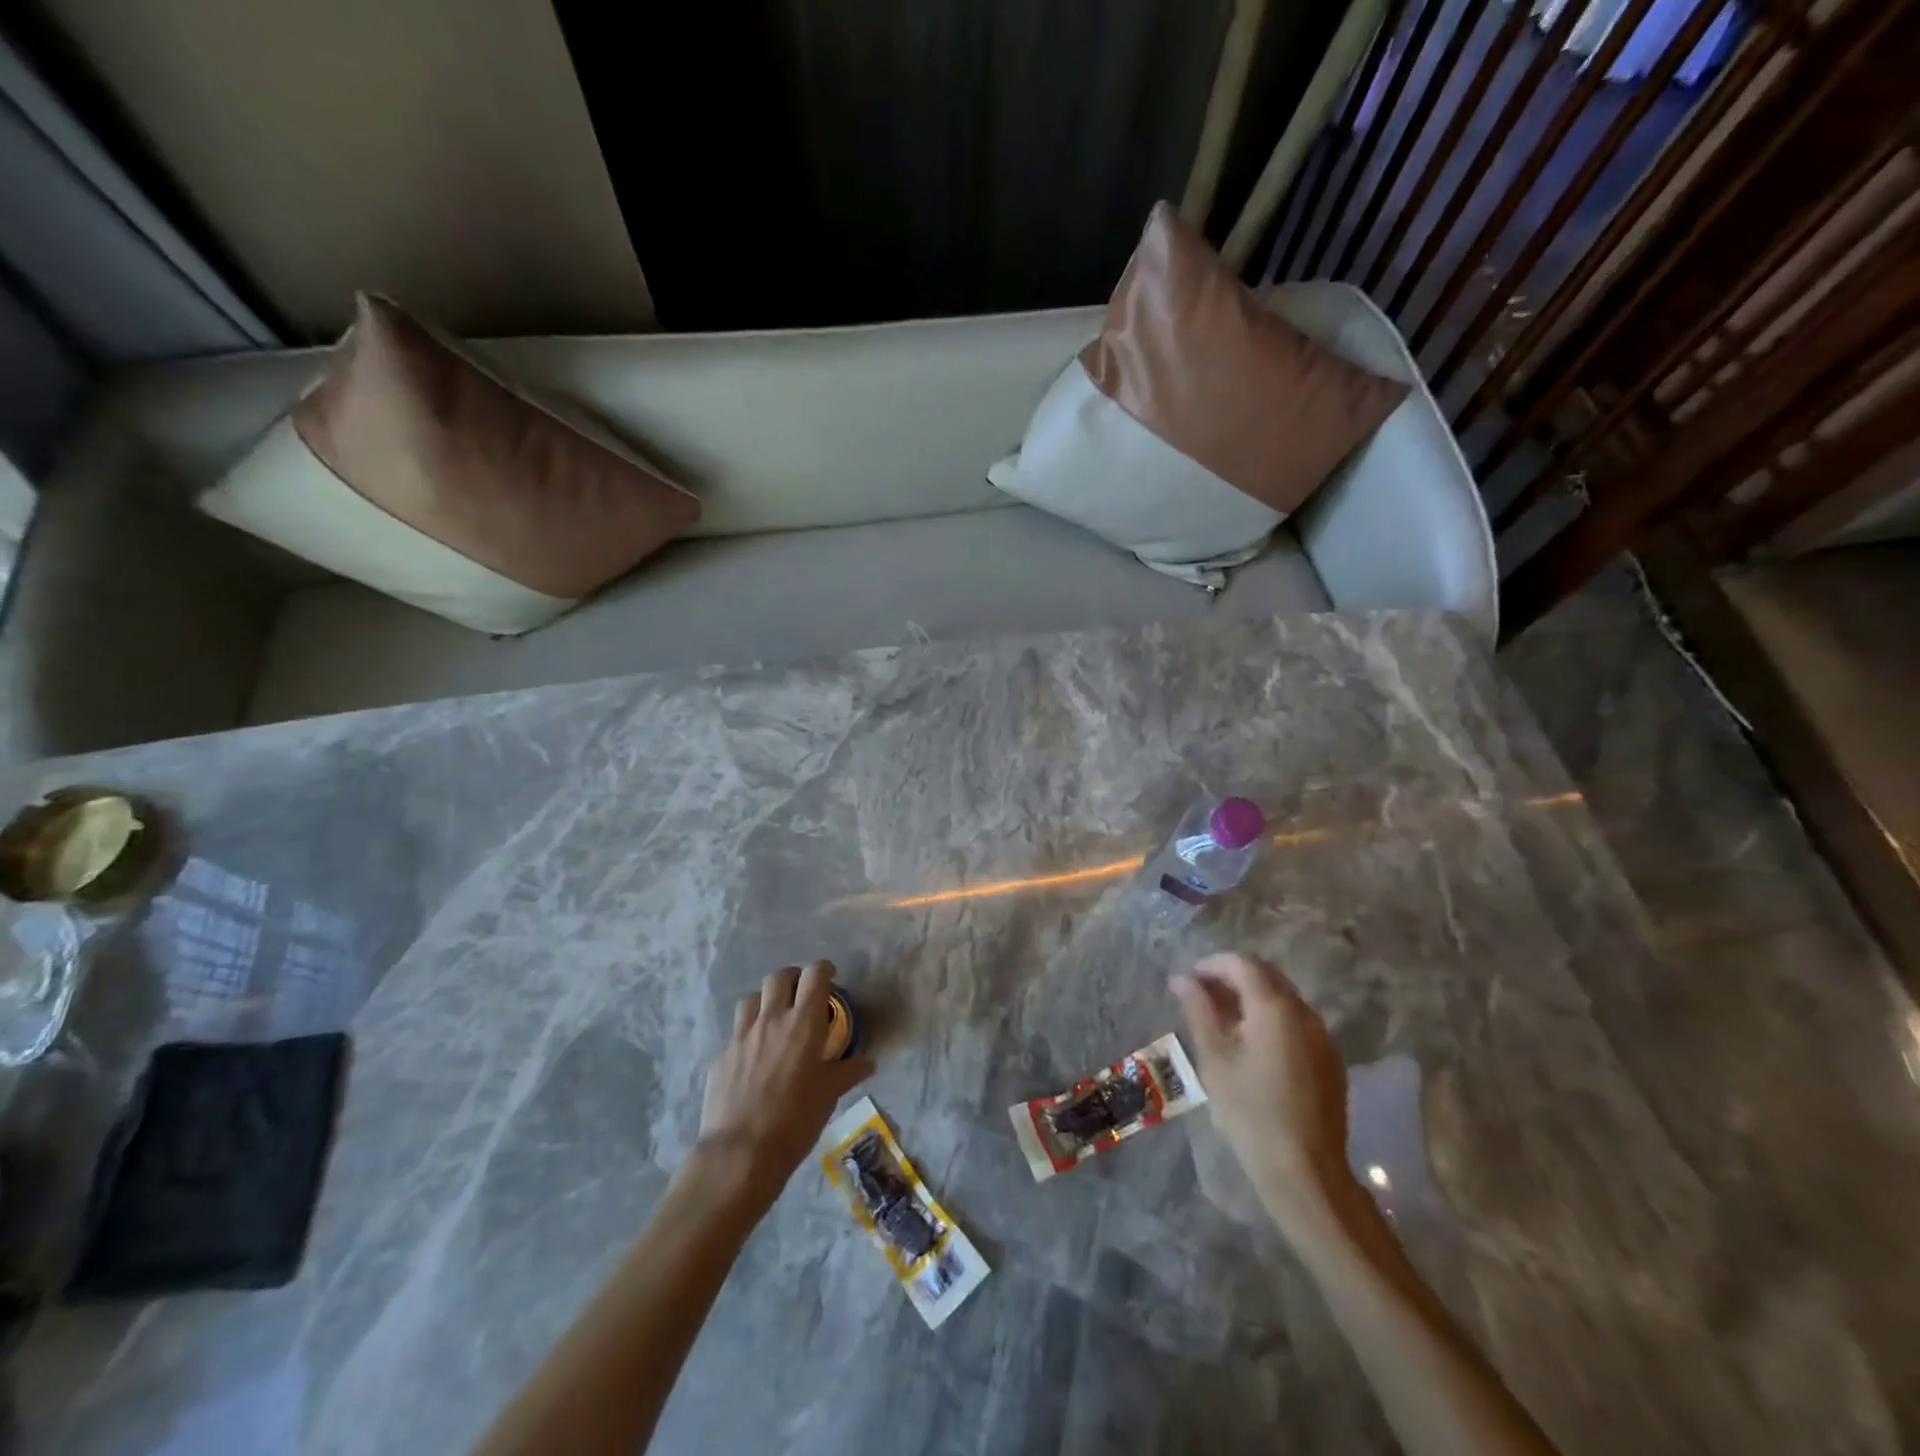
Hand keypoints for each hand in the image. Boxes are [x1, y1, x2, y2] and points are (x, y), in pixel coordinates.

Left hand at [698, 961, 874, 1205]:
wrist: (741, 1153)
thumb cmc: (796, 1120)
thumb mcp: (829, 1095)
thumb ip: (848, 1071)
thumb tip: (868, 1062)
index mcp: (803, 1022)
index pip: (815, 974)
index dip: (824, 970)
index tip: (830, 979)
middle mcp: (771, 1019)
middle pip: (779, 977)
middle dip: (793, 978)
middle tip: (801, 994)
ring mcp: (741, 1036)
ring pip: (752, 999)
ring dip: (765, 1001)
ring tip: (774, 1019)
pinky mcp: (721, 1056)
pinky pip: (735, 1034)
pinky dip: (747, 1036)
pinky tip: (752, 1058)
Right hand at [1172, 952, 1353, 1231]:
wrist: (1304, 1171)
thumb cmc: (1250, 1111)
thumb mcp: (1214, 1058)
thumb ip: (1198, 1010)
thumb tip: (1182, 979)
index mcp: (1275, 1007)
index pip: (1242, 964)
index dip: (1212, 964)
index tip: (1188, 980)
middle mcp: (1304, 1013)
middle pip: (1266, 975)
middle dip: (1232, 977)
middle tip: (1202, 996)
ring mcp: (1323, 1037)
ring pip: (1283, 998)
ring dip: (1252, 997)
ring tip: (1223, 1021)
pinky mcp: (1330, 1060)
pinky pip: (1297, 1023)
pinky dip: (1271, 1019)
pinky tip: (1252, 1046)